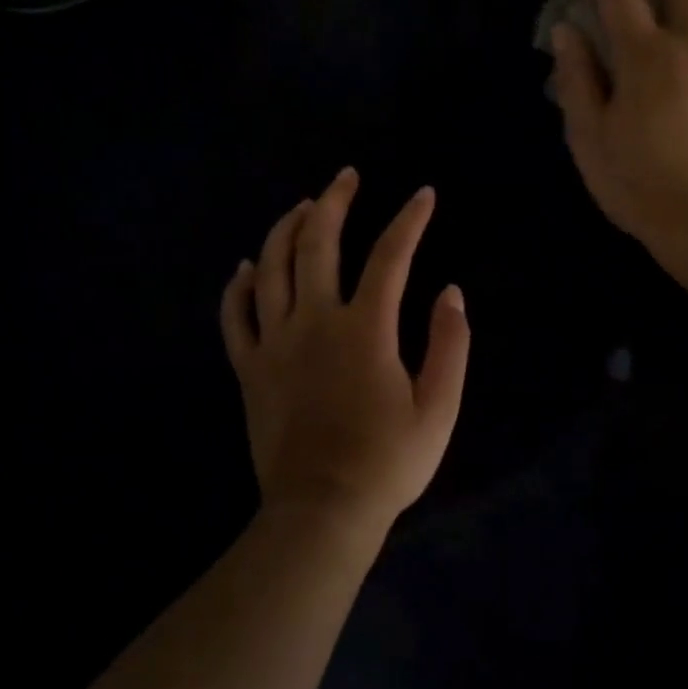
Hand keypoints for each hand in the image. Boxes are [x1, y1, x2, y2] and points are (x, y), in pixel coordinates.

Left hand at [220, 169, 469, 539]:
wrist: (322, 511)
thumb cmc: (388, 462)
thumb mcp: (439, 407)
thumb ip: (450, 344)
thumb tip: (451, 292)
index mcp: (365, 329)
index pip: (390, 256)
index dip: (409, 220)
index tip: (424, 195)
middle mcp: (315, 322)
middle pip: (317, 245)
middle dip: (334, 203)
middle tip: (346, 177)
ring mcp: (275, 343)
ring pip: (271, 268)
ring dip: (286, 229)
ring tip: (302, 206)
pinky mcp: (250, 369)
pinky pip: (236, 316)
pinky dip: (238, 286)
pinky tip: (244, 267)